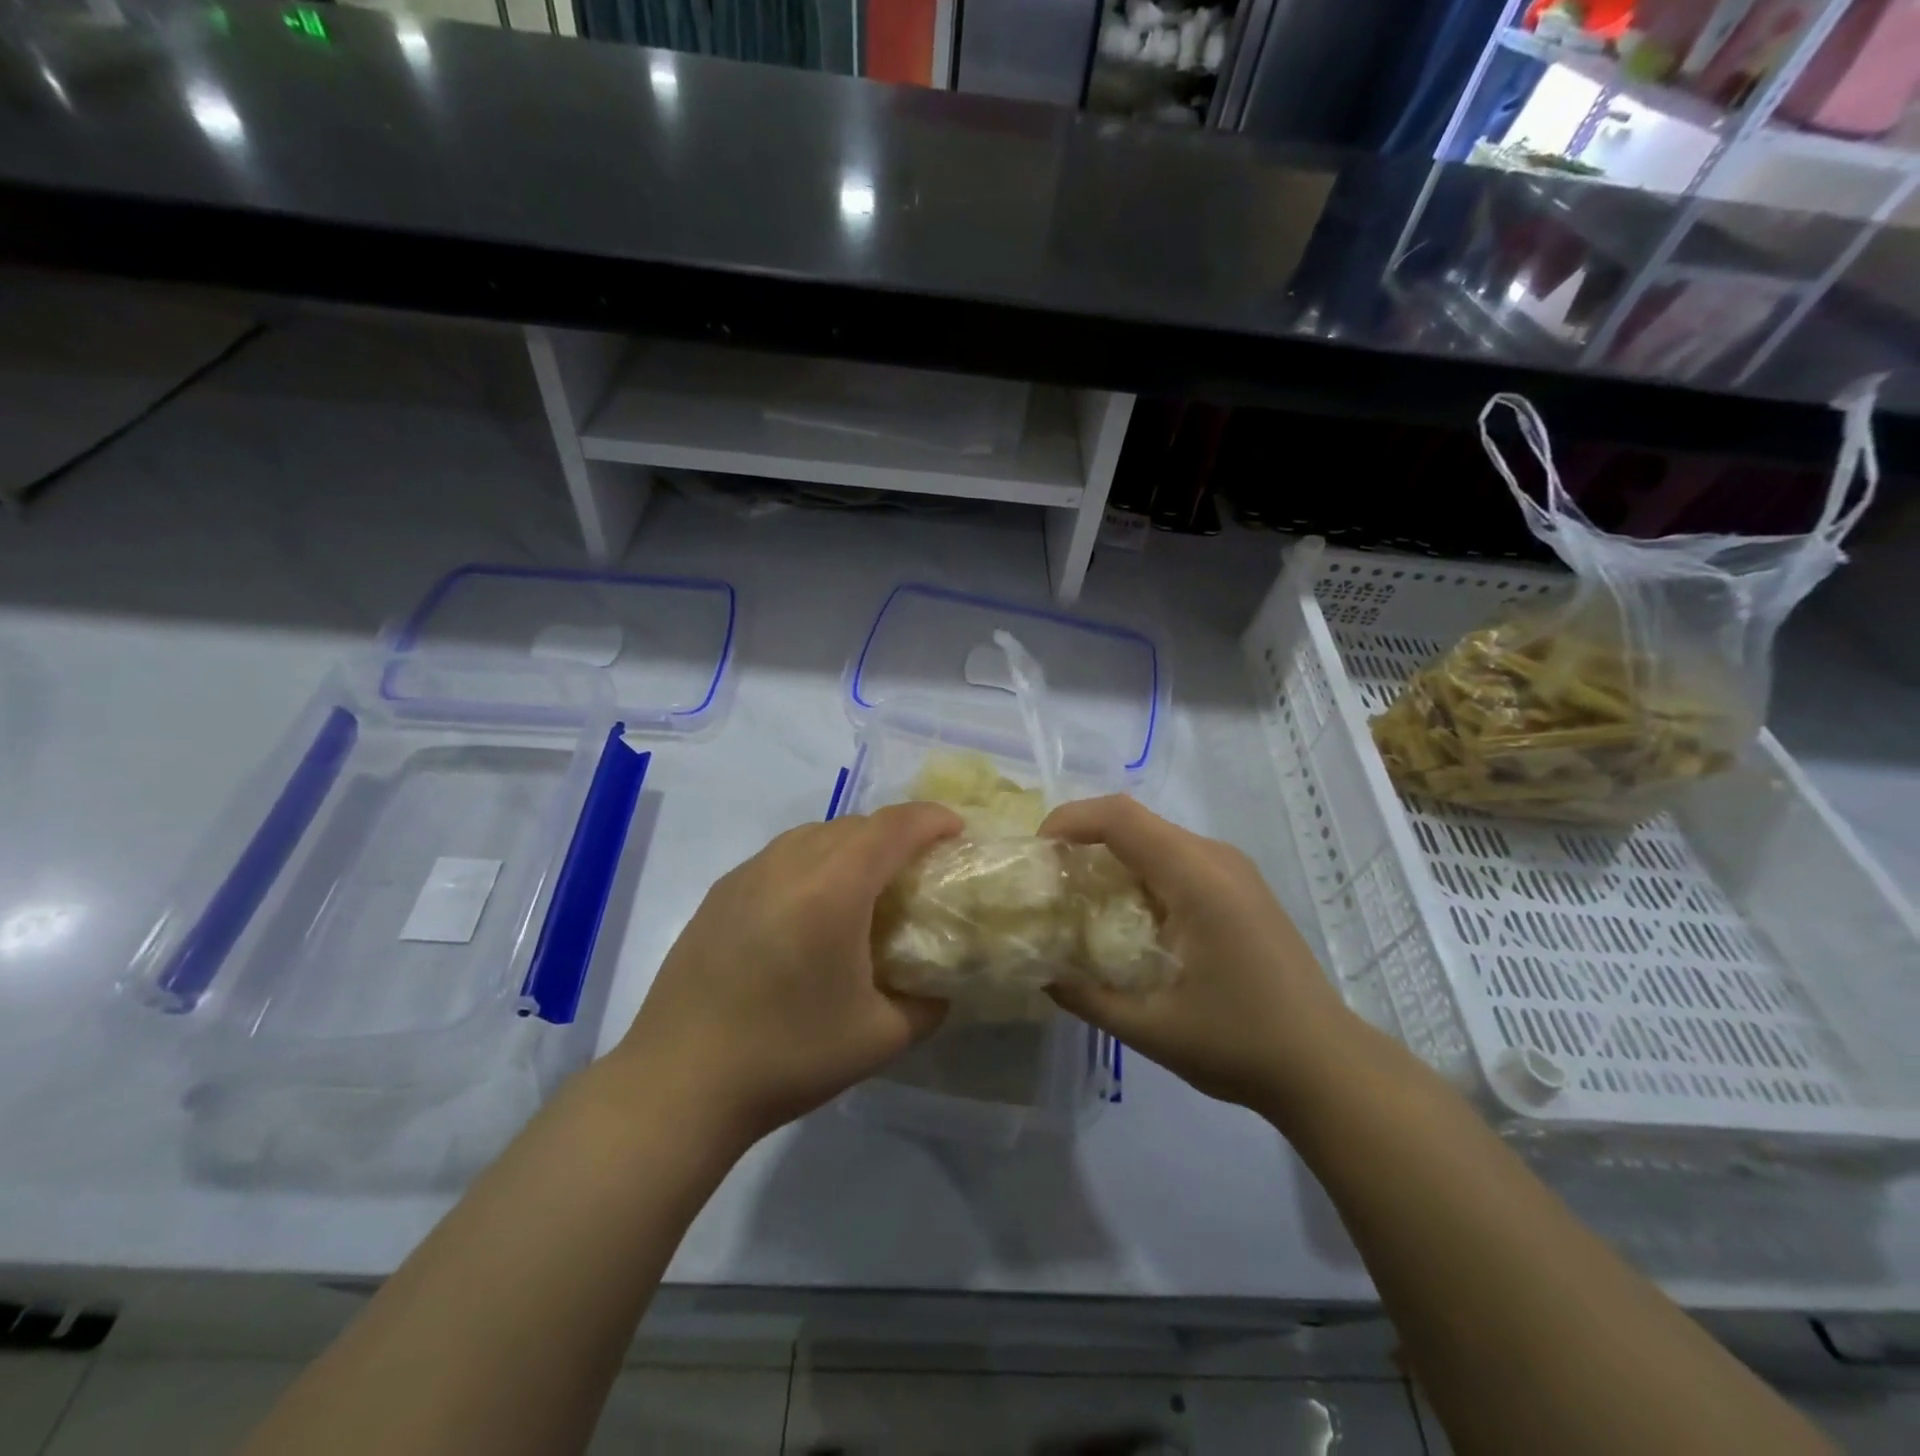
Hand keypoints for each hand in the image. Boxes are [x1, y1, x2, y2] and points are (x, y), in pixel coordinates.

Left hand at [613, 804, 962, 1148]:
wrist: (678, 1083)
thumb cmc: (787, 1056)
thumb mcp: (880, 1038)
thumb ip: (927, 1004)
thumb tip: (941, 987)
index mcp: (833, 888)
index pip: (893, 826)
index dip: (932, 819)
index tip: (957, 832)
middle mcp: (789, 864)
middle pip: (855, 824)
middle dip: (896, 832)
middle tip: (919, 866)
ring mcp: (748, 874)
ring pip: (814, 833)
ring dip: (852, 843)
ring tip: (868, 882)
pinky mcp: (720, 893)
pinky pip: (781, 855)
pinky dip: (813, 860)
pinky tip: (812, 906)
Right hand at [1040, 796, 1361, 1118]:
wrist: (1326, 1065)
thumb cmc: (1240, 1044)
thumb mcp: (1151, 1028)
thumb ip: (1087, 997)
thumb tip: (1041, 972)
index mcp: (1197, 879)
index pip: (1121, 818)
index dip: (1070, 820)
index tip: (1036, 853)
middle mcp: (1216, 859)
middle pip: (1134, 821)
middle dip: (1083, 838)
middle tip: (1049, 880)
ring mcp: (1232, 870)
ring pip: (1155, 838)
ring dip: (1111, 855)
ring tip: (1079, 897)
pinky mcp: (1240, 887)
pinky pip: (1176, 858)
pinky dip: (1138, 871)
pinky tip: (1126, 914)